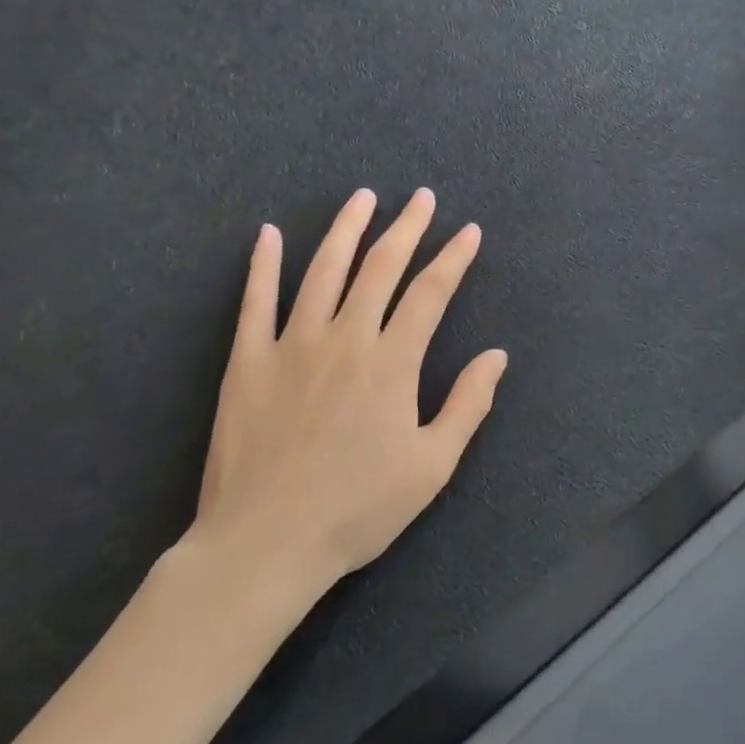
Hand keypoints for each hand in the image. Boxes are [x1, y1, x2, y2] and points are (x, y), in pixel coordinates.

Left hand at [185, 188, 506, 603]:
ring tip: (362, 197)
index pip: (430, 293)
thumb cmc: (357, 509)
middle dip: (406, 227)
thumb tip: (496, 355)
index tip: (468, 231)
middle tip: (421, 197)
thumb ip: (467, 404)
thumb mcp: (431, 467)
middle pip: (381, 267)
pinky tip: (267, 234)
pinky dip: (262, 264)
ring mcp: (292, 344)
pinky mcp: (248, 360)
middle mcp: (345, 338)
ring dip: (346, 229)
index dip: (453, 258)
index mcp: (392, 362)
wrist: (264, 546)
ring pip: (323, 270)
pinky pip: (255, 301)